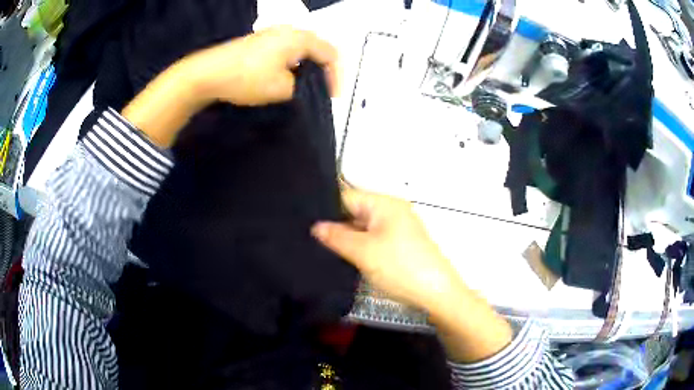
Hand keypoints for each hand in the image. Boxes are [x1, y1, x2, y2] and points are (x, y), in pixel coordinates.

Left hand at [184, 25, 339, 105]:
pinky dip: (293, 62)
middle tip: (323, 90)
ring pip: (301, 48)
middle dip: (324, 69)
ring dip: (308, 66)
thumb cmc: (247, 78)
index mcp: (299, 38)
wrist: (208, 73)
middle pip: (317, 48)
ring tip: (306, 85)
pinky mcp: (260, 40)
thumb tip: (304, 85)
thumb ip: (303, 87)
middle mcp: (289, 30)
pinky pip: (286, 49)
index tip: (333, 97)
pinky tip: (287, 76)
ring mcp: (272, 33)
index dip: (336, 76)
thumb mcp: (282, 88)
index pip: (330, 54)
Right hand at [312, 188, 513, 362]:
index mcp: (384, 204)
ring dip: (345, 238)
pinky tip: (342, 256)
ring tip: (318, 248)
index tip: (302, 221)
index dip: (324, 208)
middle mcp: (391, 211)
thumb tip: (315, 226)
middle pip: (354, 212)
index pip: (346, 196)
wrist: (436, 294)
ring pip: (362, 228)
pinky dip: (358, 247)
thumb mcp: (363, 251)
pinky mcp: (398, 246)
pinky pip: (372, 240)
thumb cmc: (400, 267)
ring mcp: (396, 229)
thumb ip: (336, 236)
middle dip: (334, 225)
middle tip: (307, 238)